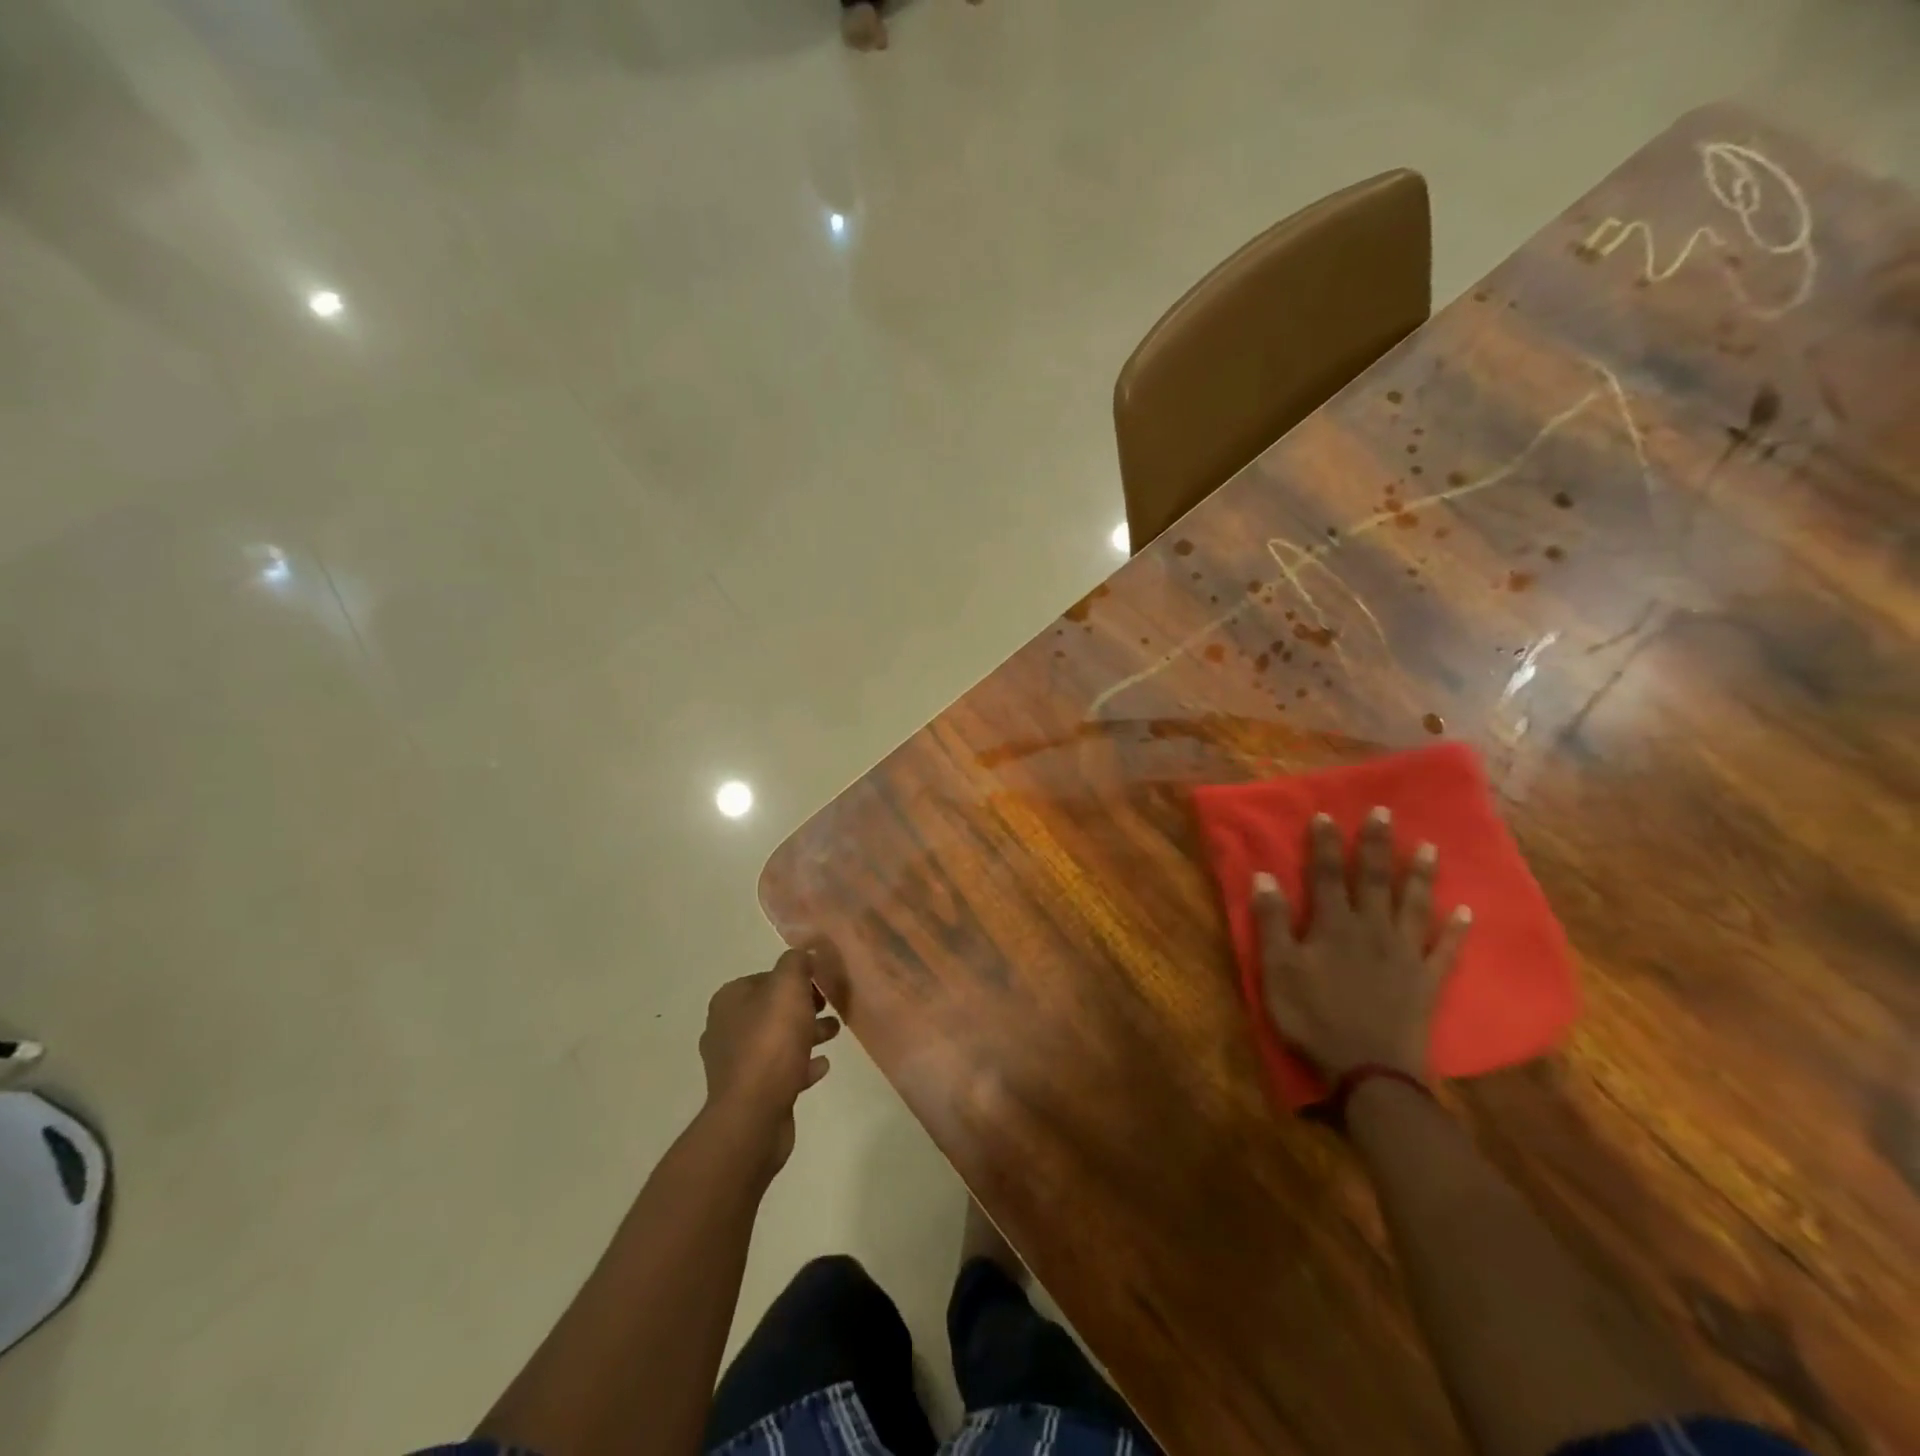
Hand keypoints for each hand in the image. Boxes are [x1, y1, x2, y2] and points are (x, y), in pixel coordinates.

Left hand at [699, 949, 840, 1170]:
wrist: (753, 1115)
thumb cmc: (771, 1043)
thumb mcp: (788, 988)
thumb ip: (796, 963)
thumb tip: (803, 952)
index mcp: (729, 1001)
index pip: (765, 978)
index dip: (795, 979)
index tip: (821, 984)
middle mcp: (726, 1029)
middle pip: (771, 1009)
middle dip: (802, 1007)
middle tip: (829, 1007)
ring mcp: (735, 1064)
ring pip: (776, 1040)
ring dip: (805, 1035)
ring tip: (834, 1033)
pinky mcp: (749, 1094)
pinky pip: (780, 1071)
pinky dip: (801, 1065)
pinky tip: (822, 1066)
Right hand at [1252, 808, 1471, 1080]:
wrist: (1369, 1070)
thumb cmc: (1313, 1018)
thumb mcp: (1278, 970)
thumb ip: (1272, 922)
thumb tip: (1264, 876)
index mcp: (1333, 925)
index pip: (1325, 875)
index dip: (1324, 844)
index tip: (1327, 814)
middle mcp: (1372, 929)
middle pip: (1373, 879)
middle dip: (1376, 845)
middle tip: (1385, 813)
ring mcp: (1404, 954)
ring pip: (1413, 905)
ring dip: (1420, 875)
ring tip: (1429, 848)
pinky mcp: (1427, 981)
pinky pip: (1445, 950)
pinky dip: (1456, 930)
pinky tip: (1466, 912)